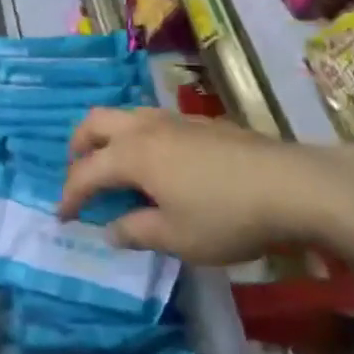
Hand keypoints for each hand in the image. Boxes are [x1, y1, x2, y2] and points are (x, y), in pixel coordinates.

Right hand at [58, 108, 353, 263]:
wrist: (291, 185)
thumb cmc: (226, 216)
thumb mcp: (177, 238)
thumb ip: (136, 231)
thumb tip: (110, 228)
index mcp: (132, 155)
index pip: (86, 172)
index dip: (69, 195)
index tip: (62, 216)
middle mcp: (146, 128)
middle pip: (96, 122)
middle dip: (79, 146)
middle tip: (78, 173)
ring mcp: (175, 120)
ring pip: (126, 115)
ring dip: (109, 137)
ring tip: (115, 165)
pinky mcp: (201, 122)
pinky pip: (153, 121)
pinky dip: (139, 137)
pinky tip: (160, 163)